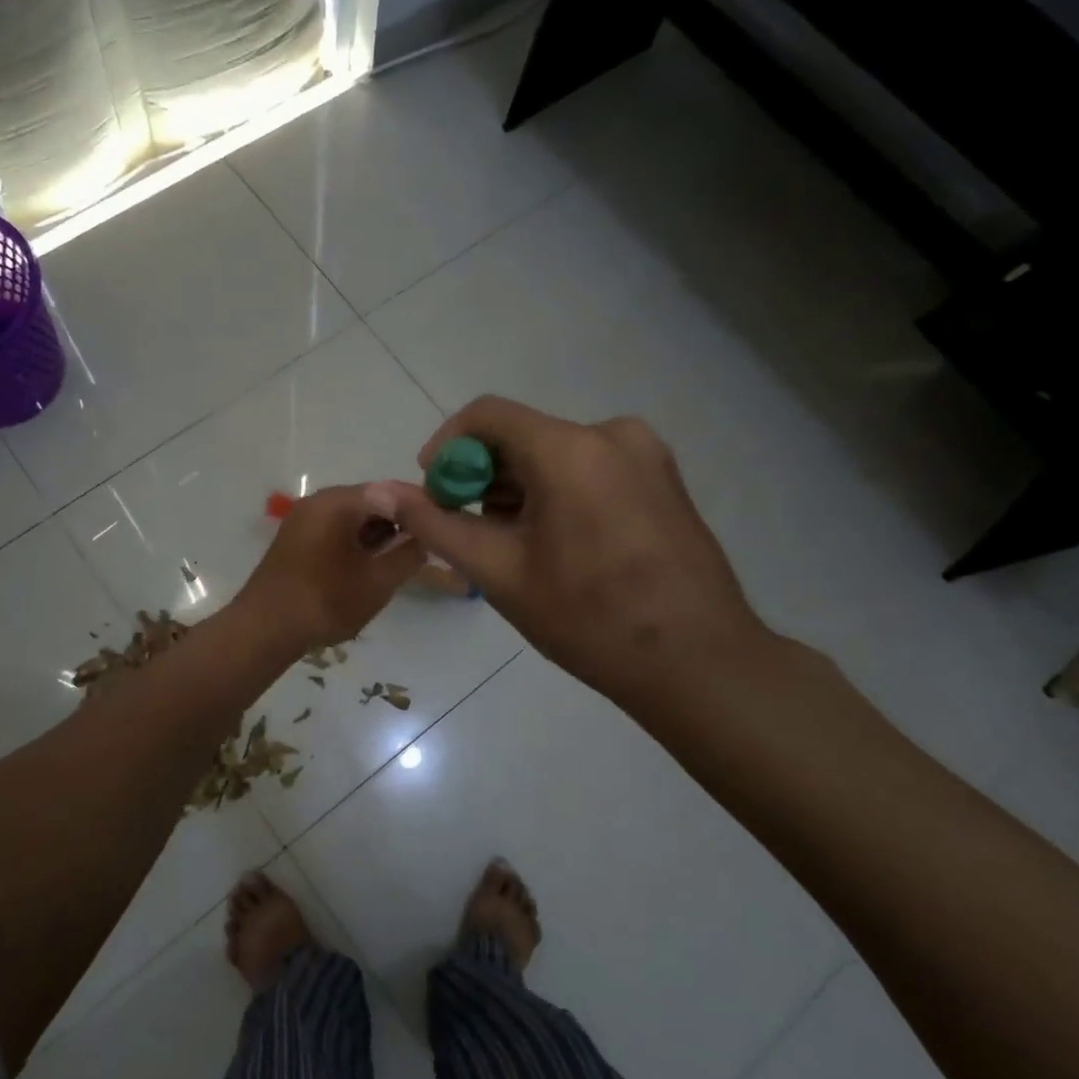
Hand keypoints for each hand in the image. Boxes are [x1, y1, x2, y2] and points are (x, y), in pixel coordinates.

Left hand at [234, 485, 425, 654]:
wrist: (263, 631)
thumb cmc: (324, 602)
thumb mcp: (377, 582)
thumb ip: (407, 555)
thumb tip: (426, 538)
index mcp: (337, 502)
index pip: (391, 491)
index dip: (421, 505)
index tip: (444, 523)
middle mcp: (319, 501)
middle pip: (372, 501)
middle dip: (401, 520)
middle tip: (428, 544)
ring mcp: (305, 519)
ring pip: (354, 517)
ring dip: (380, 534)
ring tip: (403, 558)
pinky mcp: (298, 540)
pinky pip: (337, 529)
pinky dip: (358, 542)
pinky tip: (372, 565)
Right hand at [363, 397, 770, 708]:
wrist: (698, 662)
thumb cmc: (588, 619)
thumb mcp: (499, 571)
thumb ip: (435, 524)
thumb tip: (380, 491)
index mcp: (569, 448)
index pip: (487, 415)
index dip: (447, 446)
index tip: (432, 490)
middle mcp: (611, 433)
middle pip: (524, 435)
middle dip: (484, 476)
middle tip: (468, 529)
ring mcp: (646, 454)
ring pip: (558, 453)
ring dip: (522, 487)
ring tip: (514, 545)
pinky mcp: (664, 477)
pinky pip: (591, 468)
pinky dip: (559, 492)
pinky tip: (558, 543)